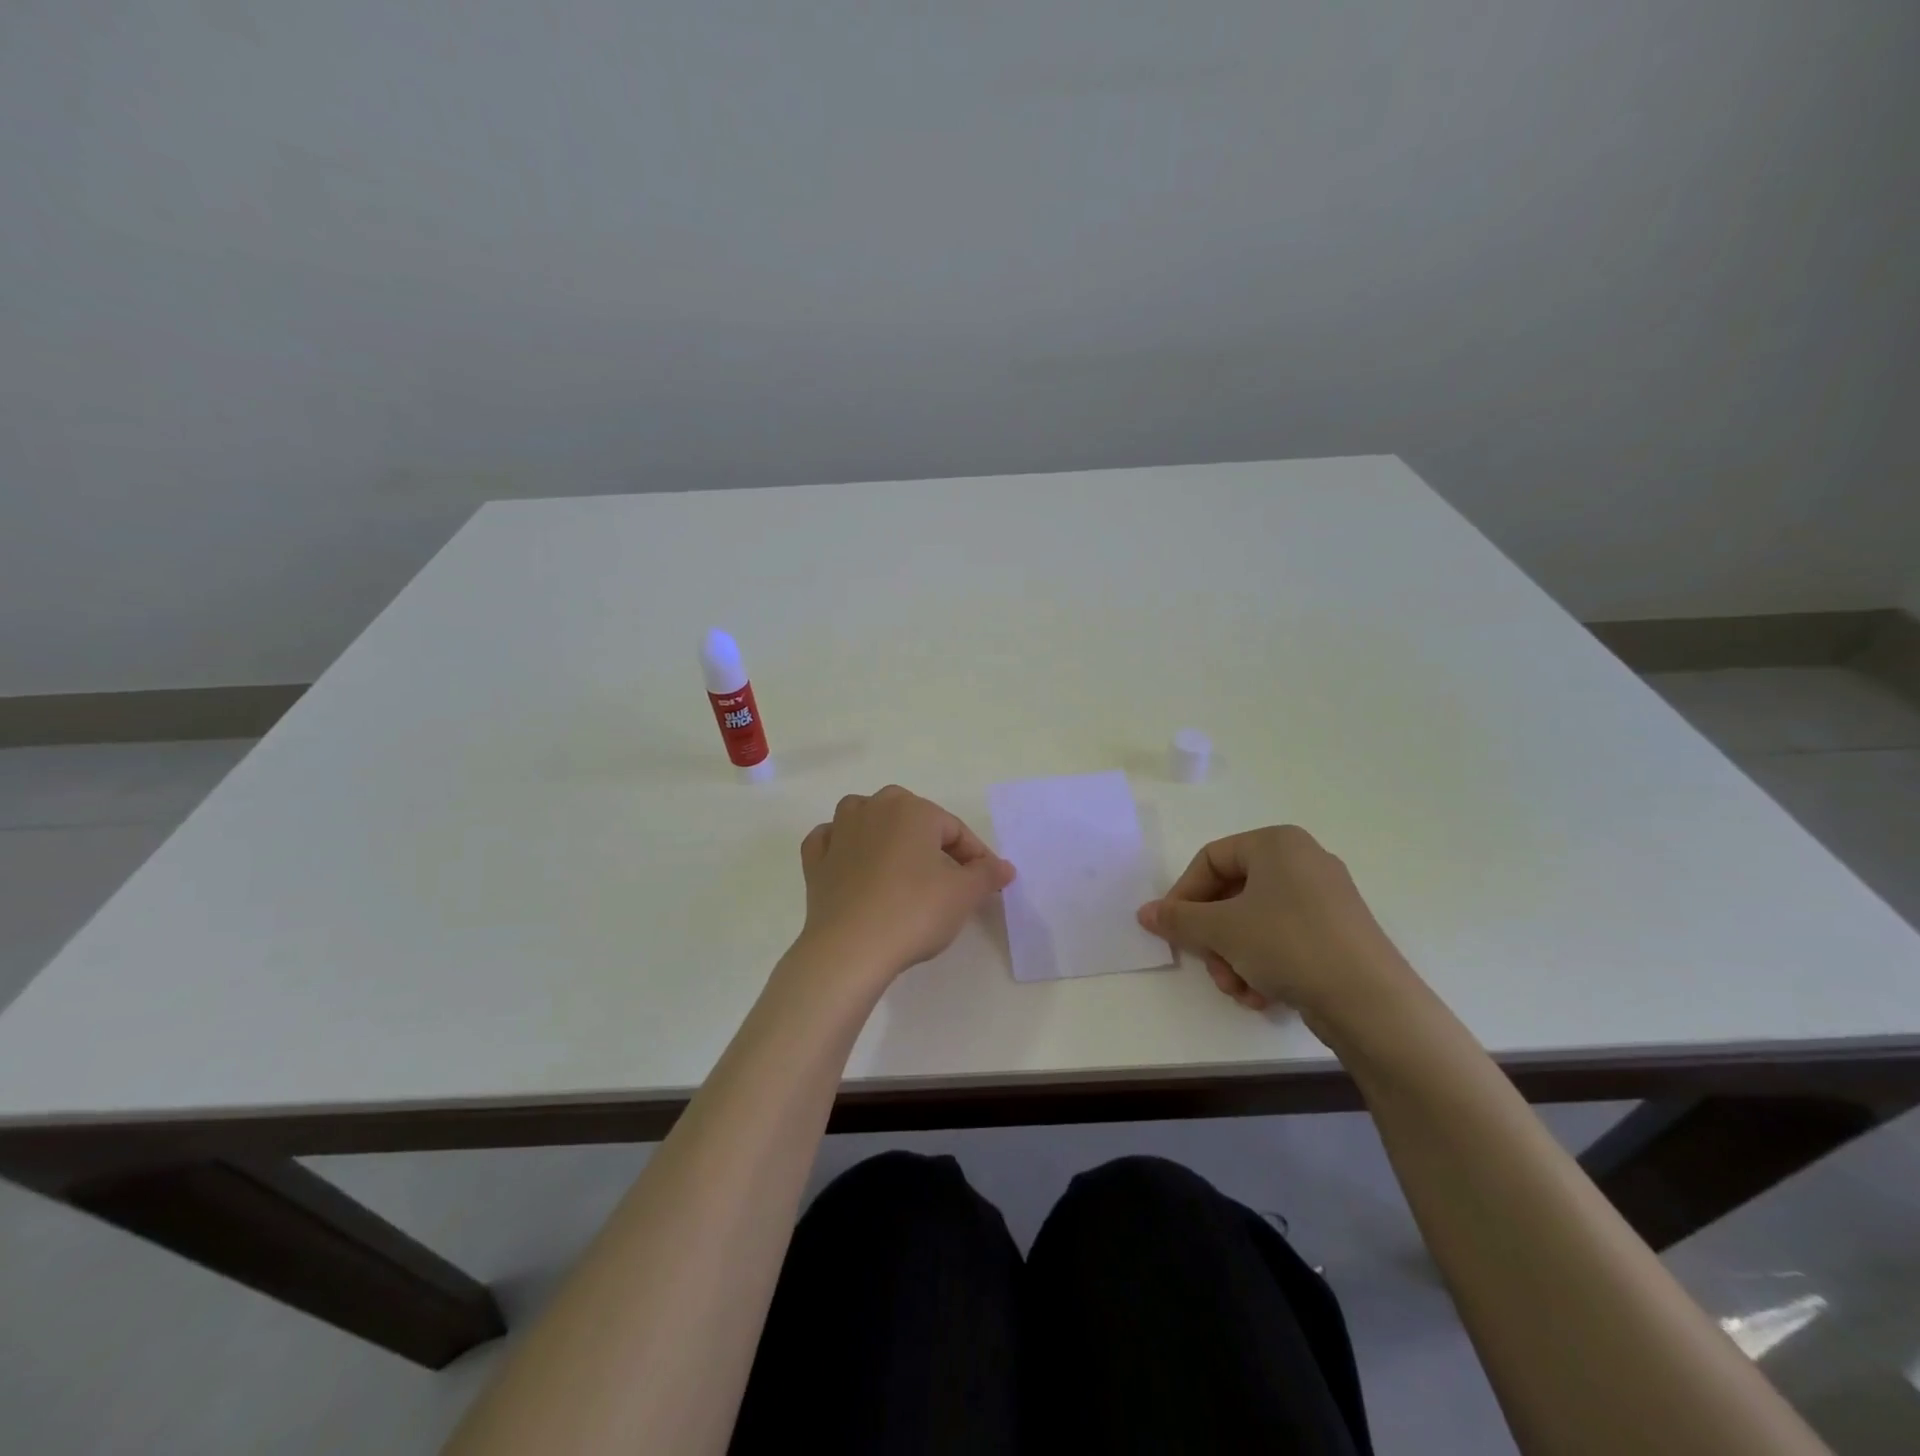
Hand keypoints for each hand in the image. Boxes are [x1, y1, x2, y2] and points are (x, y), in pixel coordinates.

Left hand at [792, 785, 1015, 989]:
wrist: (851, 948)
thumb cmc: (914, 912)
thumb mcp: (963, 894)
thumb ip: (987, 874)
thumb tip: (1004, 867)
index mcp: (912, 810)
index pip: (954, 829)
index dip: (975, 856)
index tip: (987, 883)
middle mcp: (873, 809)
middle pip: (912, 817)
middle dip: (932, 841)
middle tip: (948, 876)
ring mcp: (840, 832)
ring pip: (866, 817)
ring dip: (884, 832)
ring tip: (901, 862)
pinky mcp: (816, 860)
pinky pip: (831, 841)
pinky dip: (842, 846)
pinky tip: (852, 863)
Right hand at [1136, 825, 1415, 1028]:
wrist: (1371, 1003)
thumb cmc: (1289, 944)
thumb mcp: (1222, 930)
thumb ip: (1178, 919)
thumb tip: (1146, 913)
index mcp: (1277, 843)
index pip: (1211, 859)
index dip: (1184, 894)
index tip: (1170, 929)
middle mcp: (1302, 861)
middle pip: (1232, 894)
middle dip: (1213, 937)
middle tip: (1210, 967)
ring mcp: (1324, 899)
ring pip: (1254, 922)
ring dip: (1234, 957)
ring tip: (1238, 989)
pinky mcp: (1337, 934)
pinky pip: (1283, 939)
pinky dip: (1263, 965)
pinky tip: (1262, 996)